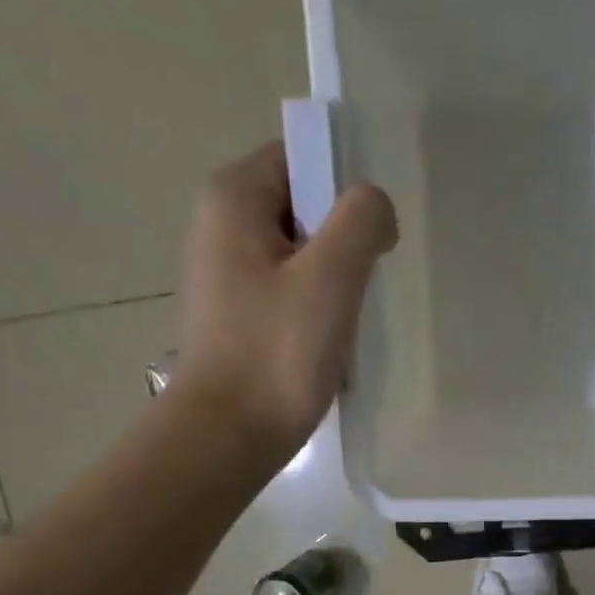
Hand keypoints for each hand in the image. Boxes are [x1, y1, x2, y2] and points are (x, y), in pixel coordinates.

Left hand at [173, 142, 396, 455]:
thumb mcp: (331, 277)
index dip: (345, 190)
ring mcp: (225, 273)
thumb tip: (375, 207)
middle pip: (303, 207)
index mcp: (233, 198)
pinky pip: (289, 292)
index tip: (371, 238)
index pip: (302, 159)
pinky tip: (328, 343)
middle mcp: (220, 225)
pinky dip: (316, 309)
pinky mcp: (236, 315)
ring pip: (301, 254)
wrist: (229, 435)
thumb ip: (361, 221)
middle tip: (364, 285)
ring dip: (334, 281)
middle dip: (343, 241)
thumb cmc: (277, 352)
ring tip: (347, 320)